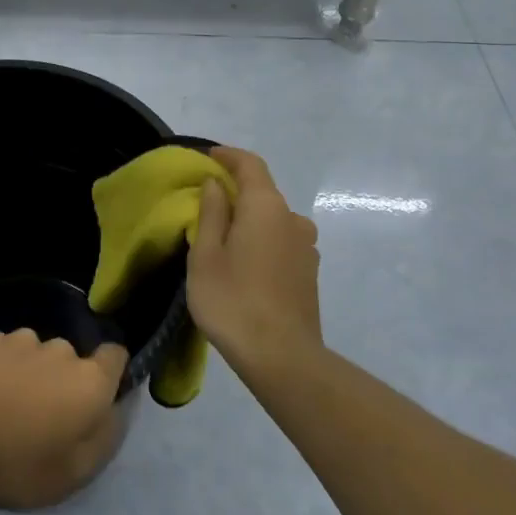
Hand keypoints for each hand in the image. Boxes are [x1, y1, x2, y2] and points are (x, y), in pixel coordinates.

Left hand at [0, 331, 128, 509]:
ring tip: (1, 410)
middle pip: (71, 361)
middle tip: (38, 422)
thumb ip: (104, 439)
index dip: (110, 374)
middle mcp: (60, 350)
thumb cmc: (16, 461)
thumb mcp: (72, 474)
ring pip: (34, 355)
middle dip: (61, 383)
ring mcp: (19, 339)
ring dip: (28, 375)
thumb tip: (116, 411)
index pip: (115, 357)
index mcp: (89, 381)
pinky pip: (2, 353)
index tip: (93, 401)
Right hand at [187, 146, 322, 370]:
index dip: (228, 156)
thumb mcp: (205, 255)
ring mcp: (307, 247)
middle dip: (235, 189)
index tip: (207, 157)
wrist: (283, 358)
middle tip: (206, 201)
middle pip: (263, 191)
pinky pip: (282, 241)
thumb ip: (211, 213)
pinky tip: (245, 263)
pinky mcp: (309, 272)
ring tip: (224, 237)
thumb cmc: (233, 301)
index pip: (250, 164)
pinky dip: (262, 239)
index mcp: (266, 207)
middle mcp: (293, 219)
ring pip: (273, 219)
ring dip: (250, 218)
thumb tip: (215, 185)